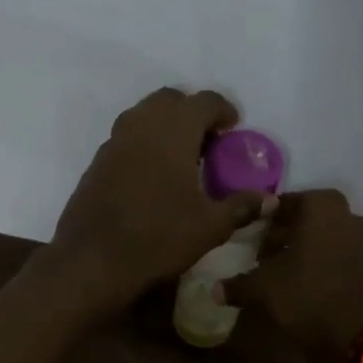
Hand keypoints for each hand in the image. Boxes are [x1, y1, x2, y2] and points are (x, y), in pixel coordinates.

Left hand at [46, 88, 273, 312]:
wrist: (92, 261)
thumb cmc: (158, 238)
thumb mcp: (209, 226)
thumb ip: (241, 207)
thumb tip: (269, 200)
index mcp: (173, 130)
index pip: (204, 101)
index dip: (223, 111)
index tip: (233, 129)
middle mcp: (141, 125)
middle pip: (170, 101)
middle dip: (191, 114)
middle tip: (207, 143)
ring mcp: (113, 142)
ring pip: (143, 117)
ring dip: (165, 127)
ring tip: (180, 159)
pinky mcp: (96, 163)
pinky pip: (126, 140)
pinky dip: (143, 146)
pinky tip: (151, 178)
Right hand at [221, 189, 362, 360]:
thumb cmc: (309, 296)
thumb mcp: (264, 290)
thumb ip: (238, 284)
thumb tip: (215, 289)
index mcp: (321, 206)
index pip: (282, 204)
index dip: (262, 222)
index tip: (248, 240)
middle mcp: (347, 215)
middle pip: (306, 220)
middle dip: (282, 236)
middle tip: (261, 258)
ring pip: (324, 239)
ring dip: (302, 252)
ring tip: (280, 276)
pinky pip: (339, 257)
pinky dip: (321, 266)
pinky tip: (304, 288)